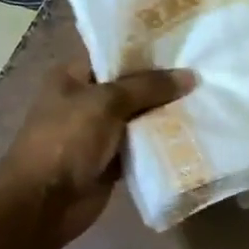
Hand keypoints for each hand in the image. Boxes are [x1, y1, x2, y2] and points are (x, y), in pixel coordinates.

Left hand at [0, 61, 195, 245]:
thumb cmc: (66, 141)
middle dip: (163, 83)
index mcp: (73, 76)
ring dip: (166, 113)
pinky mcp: (111, 160)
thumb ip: (148, 87)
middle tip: (203, 72)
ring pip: (140, 116)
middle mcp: (86, 100)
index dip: (147, 50)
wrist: (43, 204)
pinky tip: (193, 131)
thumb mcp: (106, 103)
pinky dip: (162, 141)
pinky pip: (142, 145)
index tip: (184, 44)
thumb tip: (191, 75)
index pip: (115, 54)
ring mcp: (98, 132)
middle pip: (131, 86)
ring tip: (205, 98)